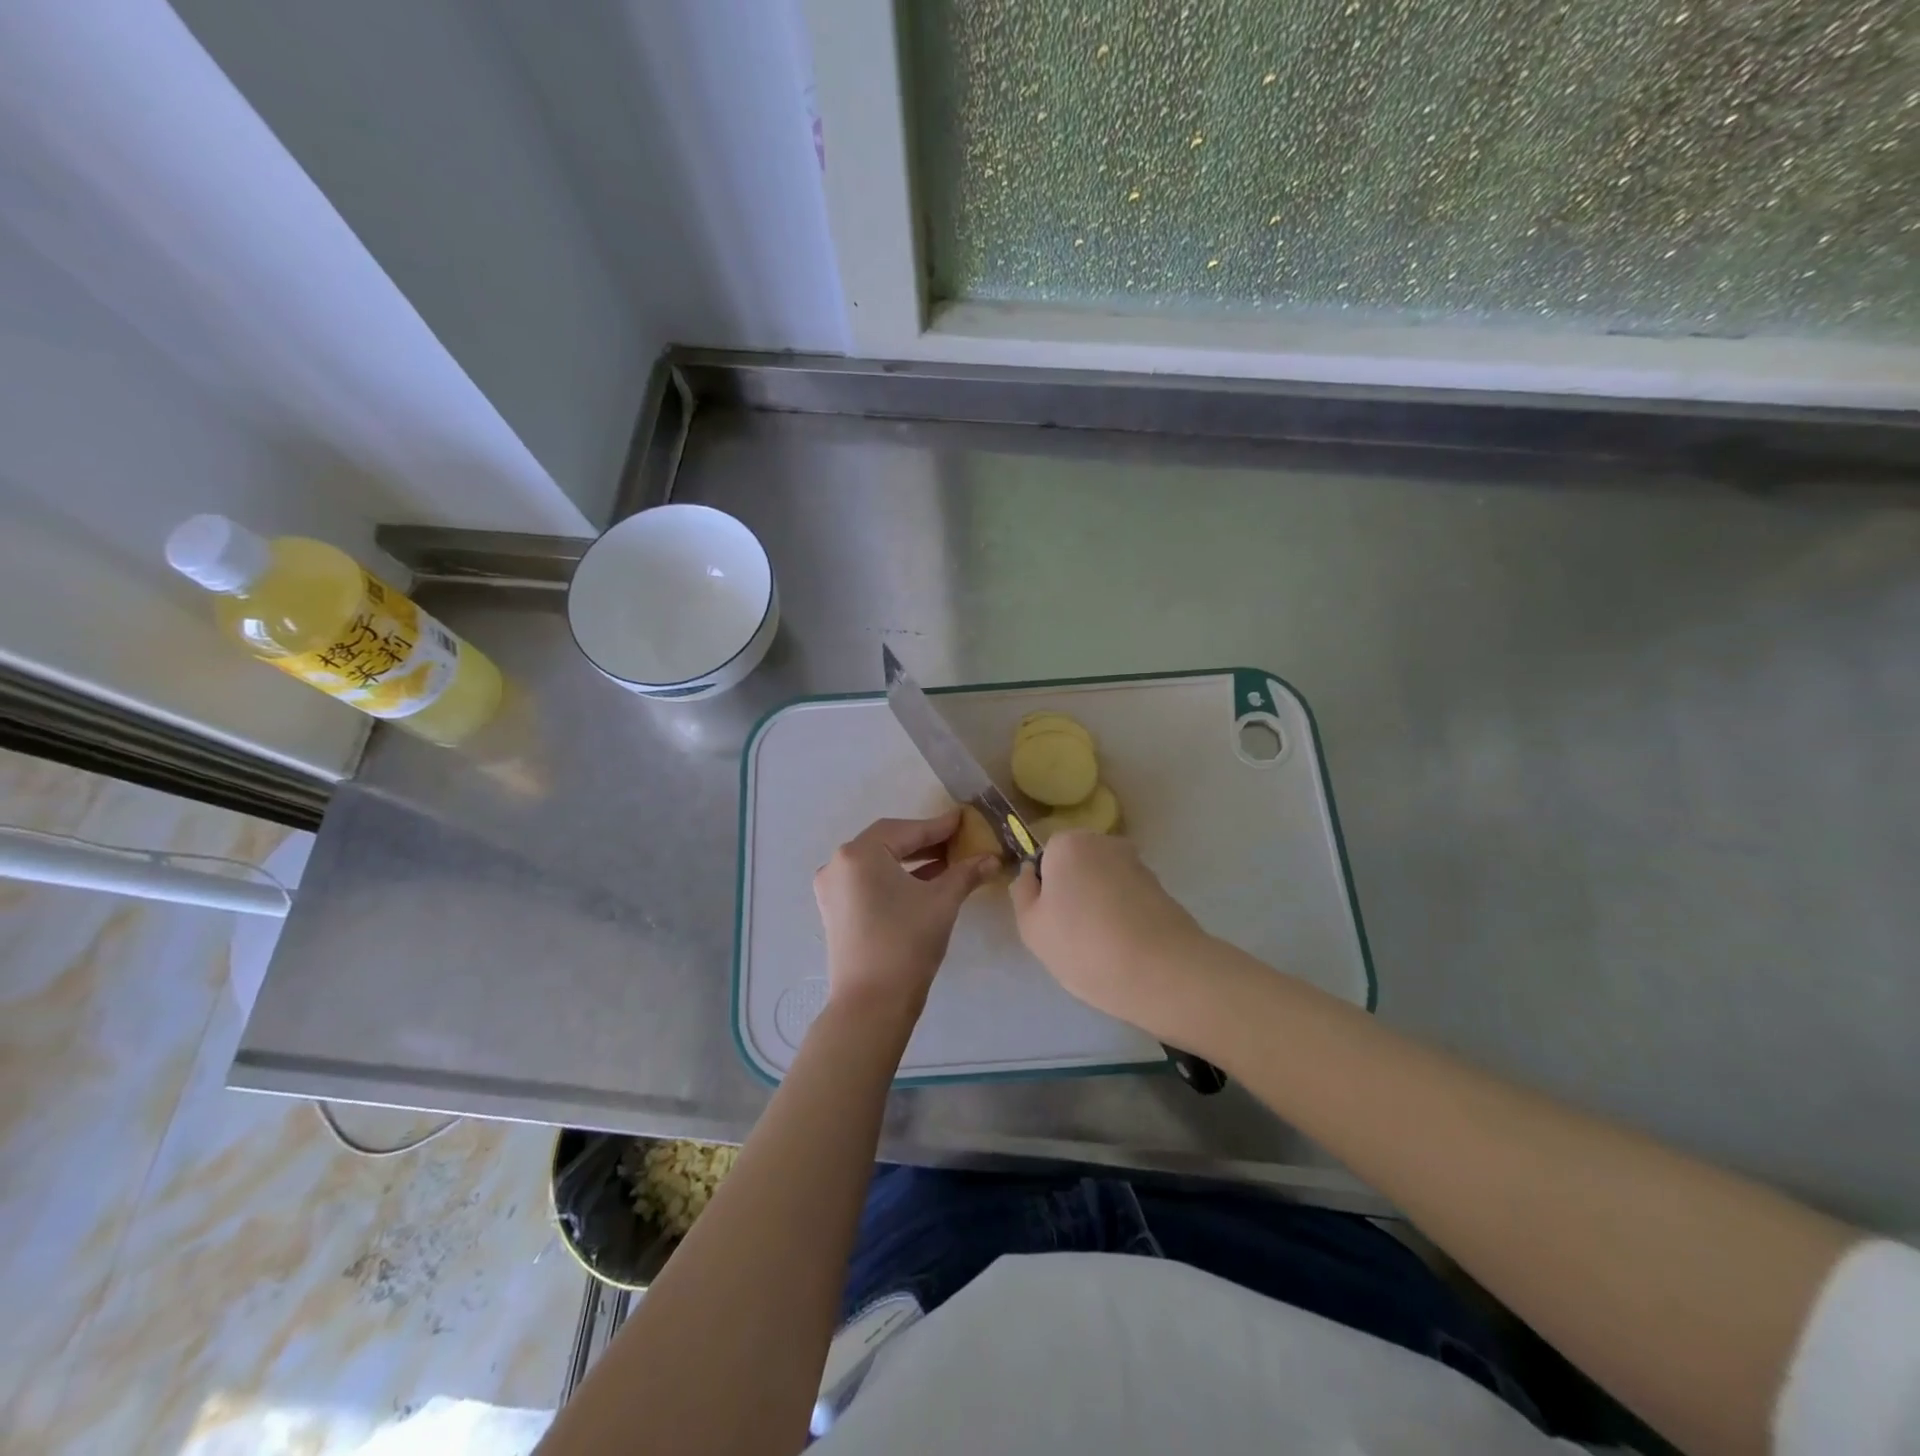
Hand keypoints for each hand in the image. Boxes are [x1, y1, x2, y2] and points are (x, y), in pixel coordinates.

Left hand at [813, 811, 997, 1020]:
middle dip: (924, 842)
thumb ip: (966, 873)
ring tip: (947, 863)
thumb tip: (992, 858)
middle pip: (888, 842)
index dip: (938, 826)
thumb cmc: (906, 943)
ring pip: (878, 863)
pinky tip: (923, 883)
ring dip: (911, 861)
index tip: (963, 820)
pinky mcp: (835, 911)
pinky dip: (895, 878)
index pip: (906, 830)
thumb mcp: (942, 902)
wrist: (871, 1004)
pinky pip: (868, 882)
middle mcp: (839, 864)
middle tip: (957, 841)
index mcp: (859, 854)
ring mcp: (833, 889)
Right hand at [1010, 831, 1210, 1035]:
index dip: (1044, 890)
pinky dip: (1123, 915)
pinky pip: (1128, 898)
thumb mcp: (1032, 927)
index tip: (1049, 921)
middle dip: (1072, 893)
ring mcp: (1137, 863)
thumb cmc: (1084, 946)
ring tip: (1101, 947)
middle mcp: (1104, 842)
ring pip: (1103, 882)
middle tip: (1070, 936)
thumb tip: (1031, 874)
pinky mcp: (1162, 888)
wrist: (1163, 972)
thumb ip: (1023, 893)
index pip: (1044, 858)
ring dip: (1099, 904)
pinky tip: (1125, 947)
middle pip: (1076, 866)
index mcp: (1068, 842)